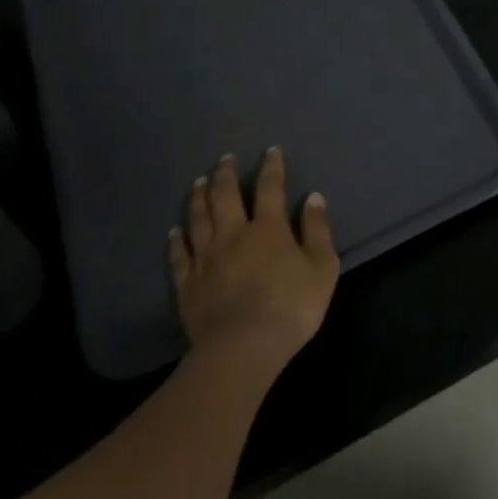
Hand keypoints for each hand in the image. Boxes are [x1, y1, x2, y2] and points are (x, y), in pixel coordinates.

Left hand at [168, 148, 337, 370]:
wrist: (243, 347)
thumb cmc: (292, 306)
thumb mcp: (322, 266)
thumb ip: (317, 230)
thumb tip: (313, 198)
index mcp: (268, 229)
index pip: (270, 188)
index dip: (271, 168)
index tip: (270, 151)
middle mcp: (233, 235)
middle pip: (225, 197)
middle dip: (226, 175)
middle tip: (224, 159)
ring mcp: (206, 259)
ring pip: (198, 220)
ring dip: (199, 198)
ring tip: (199, 182)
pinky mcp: (187, 284)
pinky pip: (179, 255)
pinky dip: (177, 240)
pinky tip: (174, 231)